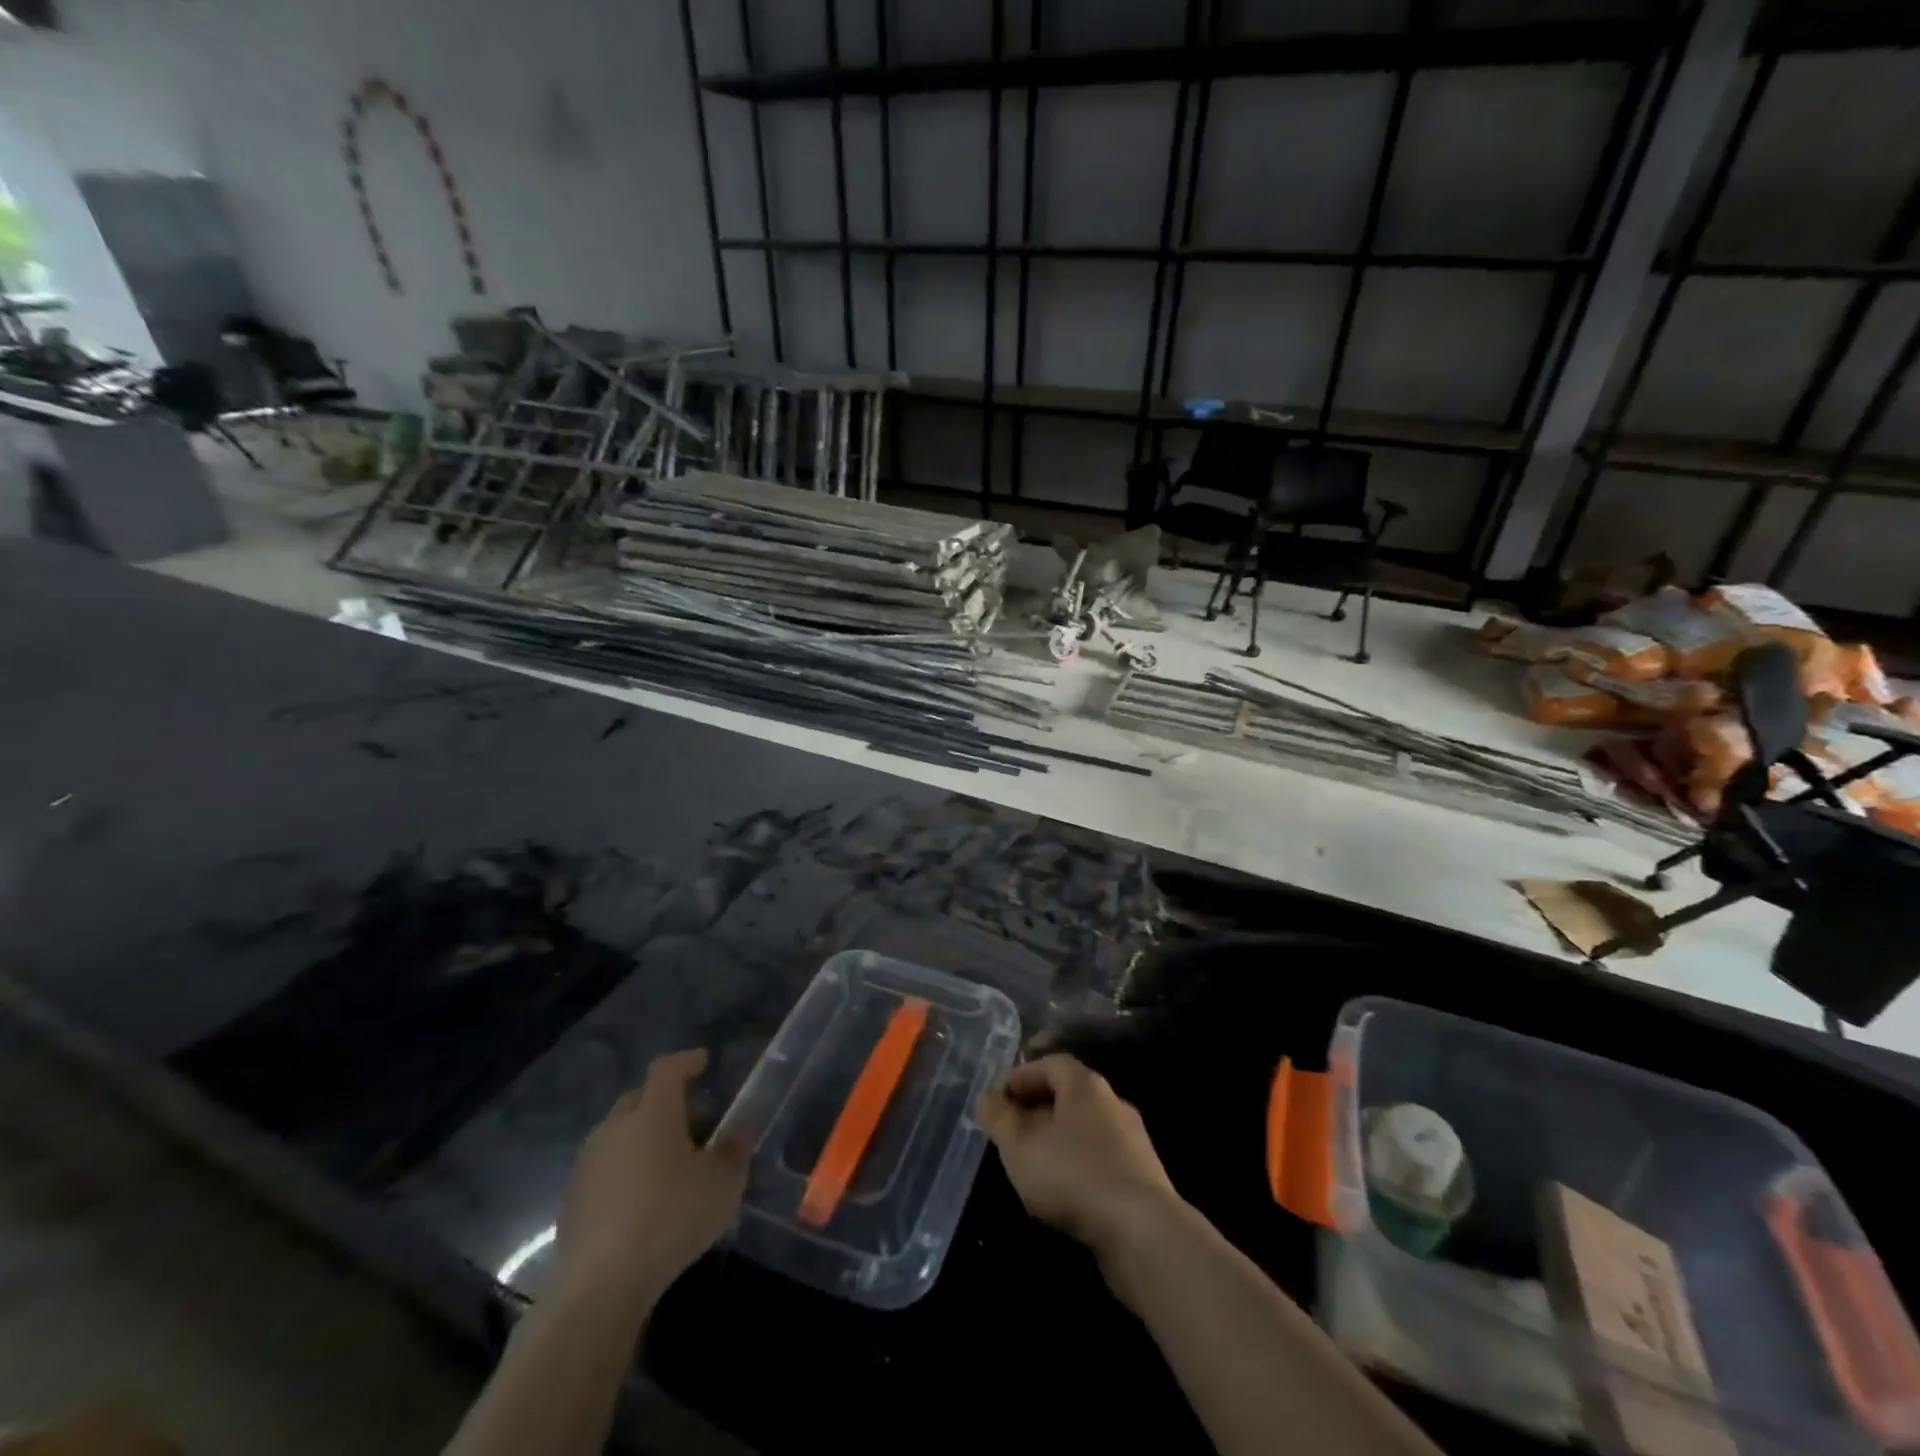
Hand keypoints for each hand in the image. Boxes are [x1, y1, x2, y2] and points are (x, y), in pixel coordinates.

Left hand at [552, 1049, 747, 1310]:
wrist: (599, 1285)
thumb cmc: (670, 1219)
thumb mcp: (722, 1184)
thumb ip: (734, 1151)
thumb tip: (739, 1132)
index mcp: (653, 1113)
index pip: (667, 1068)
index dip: (686, 1061)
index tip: (703, 1062)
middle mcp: (615, 1127)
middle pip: (639, 1098)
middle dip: (664, 1100)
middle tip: (691, 1120)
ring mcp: (588, 1163)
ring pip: (619, 1133)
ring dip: (642, 1137)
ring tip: (667, 1163)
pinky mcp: (571, 1199)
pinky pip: (604, 1167)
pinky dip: (624, 1169)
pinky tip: (641, 1198)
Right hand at [977, 1054, 1180, 1266]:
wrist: (1143, 1232)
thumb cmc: (1073, 1174)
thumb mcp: (1020, 1145)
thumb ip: (999, 1117)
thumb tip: (986, 1096)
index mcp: (1085, 1085)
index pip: (1050, 1064)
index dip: (1021, 1076)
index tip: (998, 1099)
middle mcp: (1113, 1102)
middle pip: (1069, 1095)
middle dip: (1037, 1109)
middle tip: (1010, 1131)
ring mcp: (1132, 1141)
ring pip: (1085, 1129)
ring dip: (1057, 1140)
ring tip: (1032, 1164)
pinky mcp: (1142, 1177)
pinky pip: (1101, 1159)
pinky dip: (1078, 1165)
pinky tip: (1063, 1192)